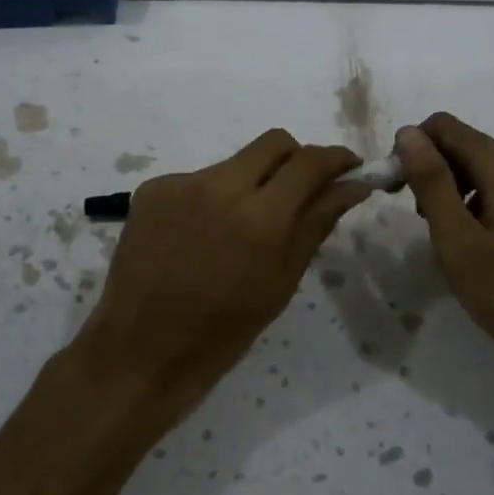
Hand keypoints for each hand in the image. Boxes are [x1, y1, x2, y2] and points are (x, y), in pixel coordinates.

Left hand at [76, 129, 371, 421]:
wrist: (140, 351)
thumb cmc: (222, 331)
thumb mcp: (281, 282)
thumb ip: (316, 223)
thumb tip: (353, 185)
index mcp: (261, 218)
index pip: (310, 162)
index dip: (336, 158)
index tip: (349, 167)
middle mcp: (221, 186)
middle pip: (274, 143)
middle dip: (295, 160)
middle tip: (299, 192)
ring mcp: (182, 183)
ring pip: (235, 163)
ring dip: (250, 183)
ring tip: (238, 229)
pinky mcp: (152, 188)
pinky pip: (198, 180)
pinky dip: (212, 198)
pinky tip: (201, 236)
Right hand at [396, 113, 493, 403]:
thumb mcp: (459, 241)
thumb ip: (432, 182)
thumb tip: (408, 133)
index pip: (446, 127)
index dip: (413, 147)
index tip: (396, 187)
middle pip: (467, 146)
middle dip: (433, 170)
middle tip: (417, 218)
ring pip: (484, 171)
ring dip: (453, 190)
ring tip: (444, 237)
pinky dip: (478, 206)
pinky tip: (473, 248)